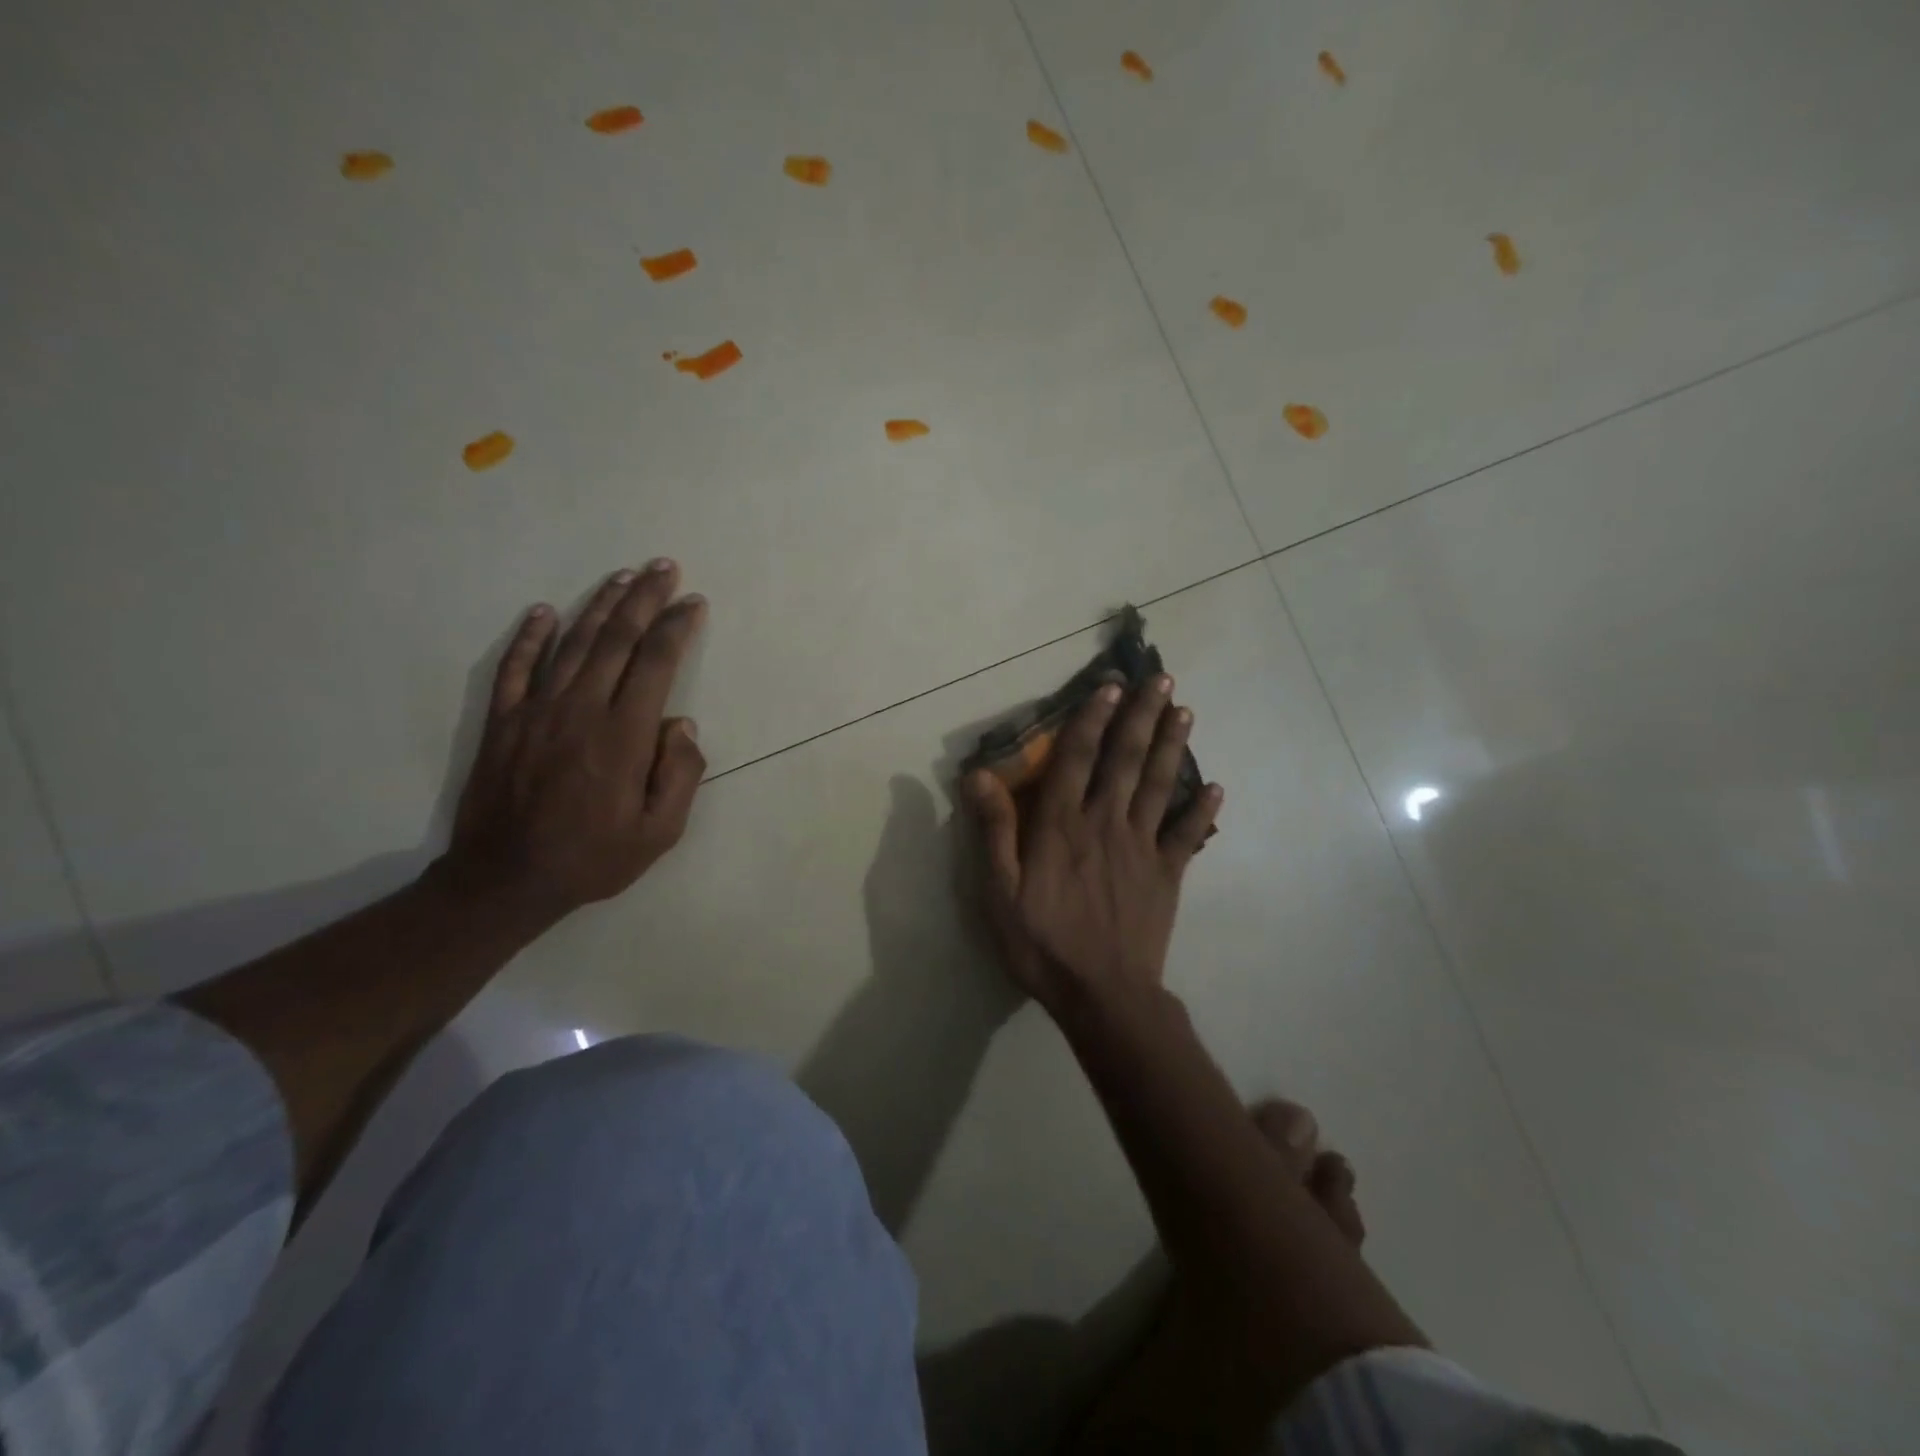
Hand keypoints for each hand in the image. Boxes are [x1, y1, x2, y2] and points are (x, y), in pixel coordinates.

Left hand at [438, 560, 707, 926]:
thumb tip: (682, 723)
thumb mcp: (660, 832)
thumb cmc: (594, 858)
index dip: (676, 627)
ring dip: (600, 605)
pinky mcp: (503, 722)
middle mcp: (581, 709)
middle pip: (616, 639)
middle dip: (644, 598)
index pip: (655, 663)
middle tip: (663, 567)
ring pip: (573, 644)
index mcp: (623, 735)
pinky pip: (515, 668)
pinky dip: (530, 637)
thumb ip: (680, 774)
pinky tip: (544, 612)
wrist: (506, 880)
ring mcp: (536, 711)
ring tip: (622, 576)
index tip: (693, 603)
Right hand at [966, 675, 1220, 1012]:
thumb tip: (979, 775)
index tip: (1110, 686)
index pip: (1078, 758)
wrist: (1102, 994)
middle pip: (1126, 759)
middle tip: (1162, 680)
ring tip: (1185, 711)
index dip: (1092, 718)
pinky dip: (1202, 810)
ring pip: (1158, 785)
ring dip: (1172, 745)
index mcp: (1062, 824)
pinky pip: (1188, 835)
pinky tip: (1216, 787)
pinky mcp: (1168, 874)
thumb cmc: (1042, 942)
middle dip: (1143, 716)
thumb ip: (994, 830)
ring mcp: (1142, 847)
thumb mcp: (999, 891)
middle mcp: (1106, 822)